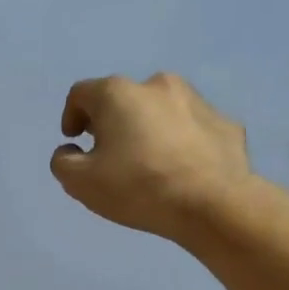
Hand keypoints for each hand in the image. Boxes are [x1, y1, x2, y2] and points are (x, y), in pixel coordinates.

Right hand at [51, 72, 252, 239]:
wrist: (213, 204)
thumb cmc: (138, 187)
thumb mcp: (80, 183)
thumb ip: (63, 162)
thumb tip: (71, 152)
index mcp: (118, 94)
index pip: (81, 94)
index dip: (72, 116)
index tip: (75, 142)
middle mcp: (157, 85)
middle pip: (123, 99)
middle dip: (112, 122)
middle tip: (111, 154)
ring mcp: (197, 101)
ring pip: (161, 110)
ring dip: (150, 129)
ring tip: (150, 163)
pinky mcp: (225, 123)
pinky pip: (193, 129)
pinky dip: (182, 142)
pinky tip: (182, 170)